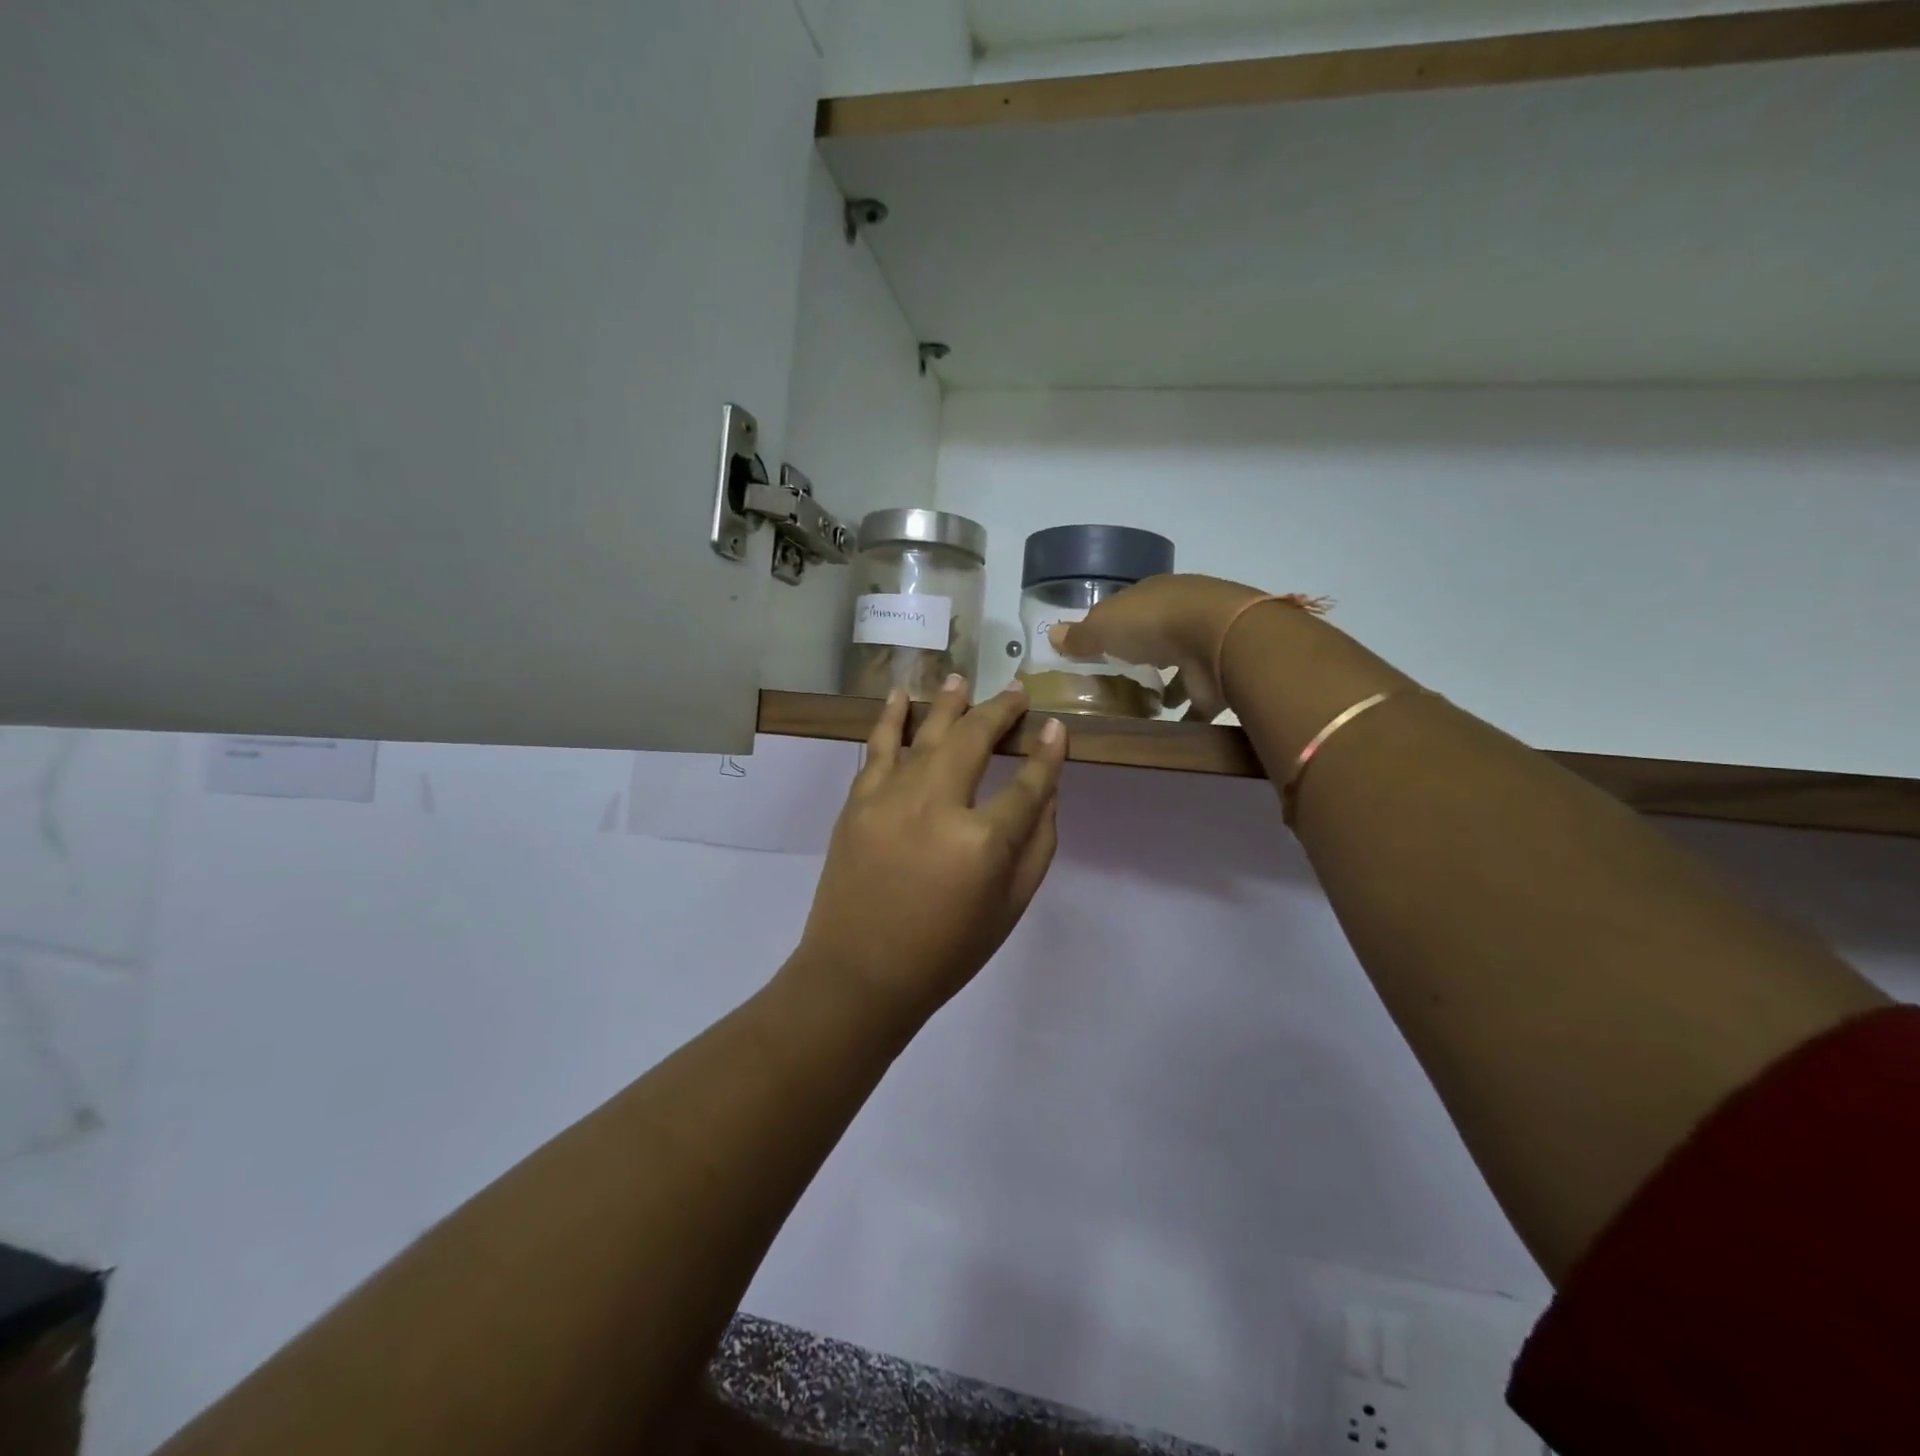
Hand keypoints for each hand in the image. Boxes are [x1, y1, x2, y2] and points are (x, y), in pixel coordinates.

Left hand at [794, 676, 1067, 1029]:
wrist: (860, 974)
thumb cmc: (945, 950)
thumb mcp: (1010, 907)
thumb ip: (1037, 845)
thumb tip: (1048, 790)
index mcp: (982, 841)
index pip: (1028, 783)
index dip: (1047, 753)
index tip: (1055, 728)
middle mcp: (937, 805)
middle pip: (974, 739)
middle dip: (1000, 711)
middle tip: (1016, 693)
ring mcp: (891, 798)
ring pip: (926, 732)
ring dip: (948, 702)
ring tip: (962, 678)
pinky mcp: (858, 801)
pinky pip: (878, 747)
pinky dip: (891, 717)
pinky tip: (901, 695)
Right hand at [1052, 573, 1268, 721]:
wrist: (1219, 639)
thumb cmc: (1152, 624)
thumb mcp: (1103, 627)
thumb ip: (1079, 635)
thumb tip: (1051, 635)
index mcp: (1154, 594)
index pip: (1130, 608)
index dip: (1113, 626)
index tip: (1098, 649)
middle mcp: (1183, 613)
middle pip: (1157, 635)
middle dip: (1142, 654)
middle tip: (1119, 681)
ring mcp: (1206, 644)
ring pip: (1181, 665)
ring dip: (1168, 686)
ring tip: (1143, 709)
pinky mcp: (1219, 676)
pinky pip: (1199, 697)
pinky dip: (1188, 712)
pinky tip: (1170, 728)